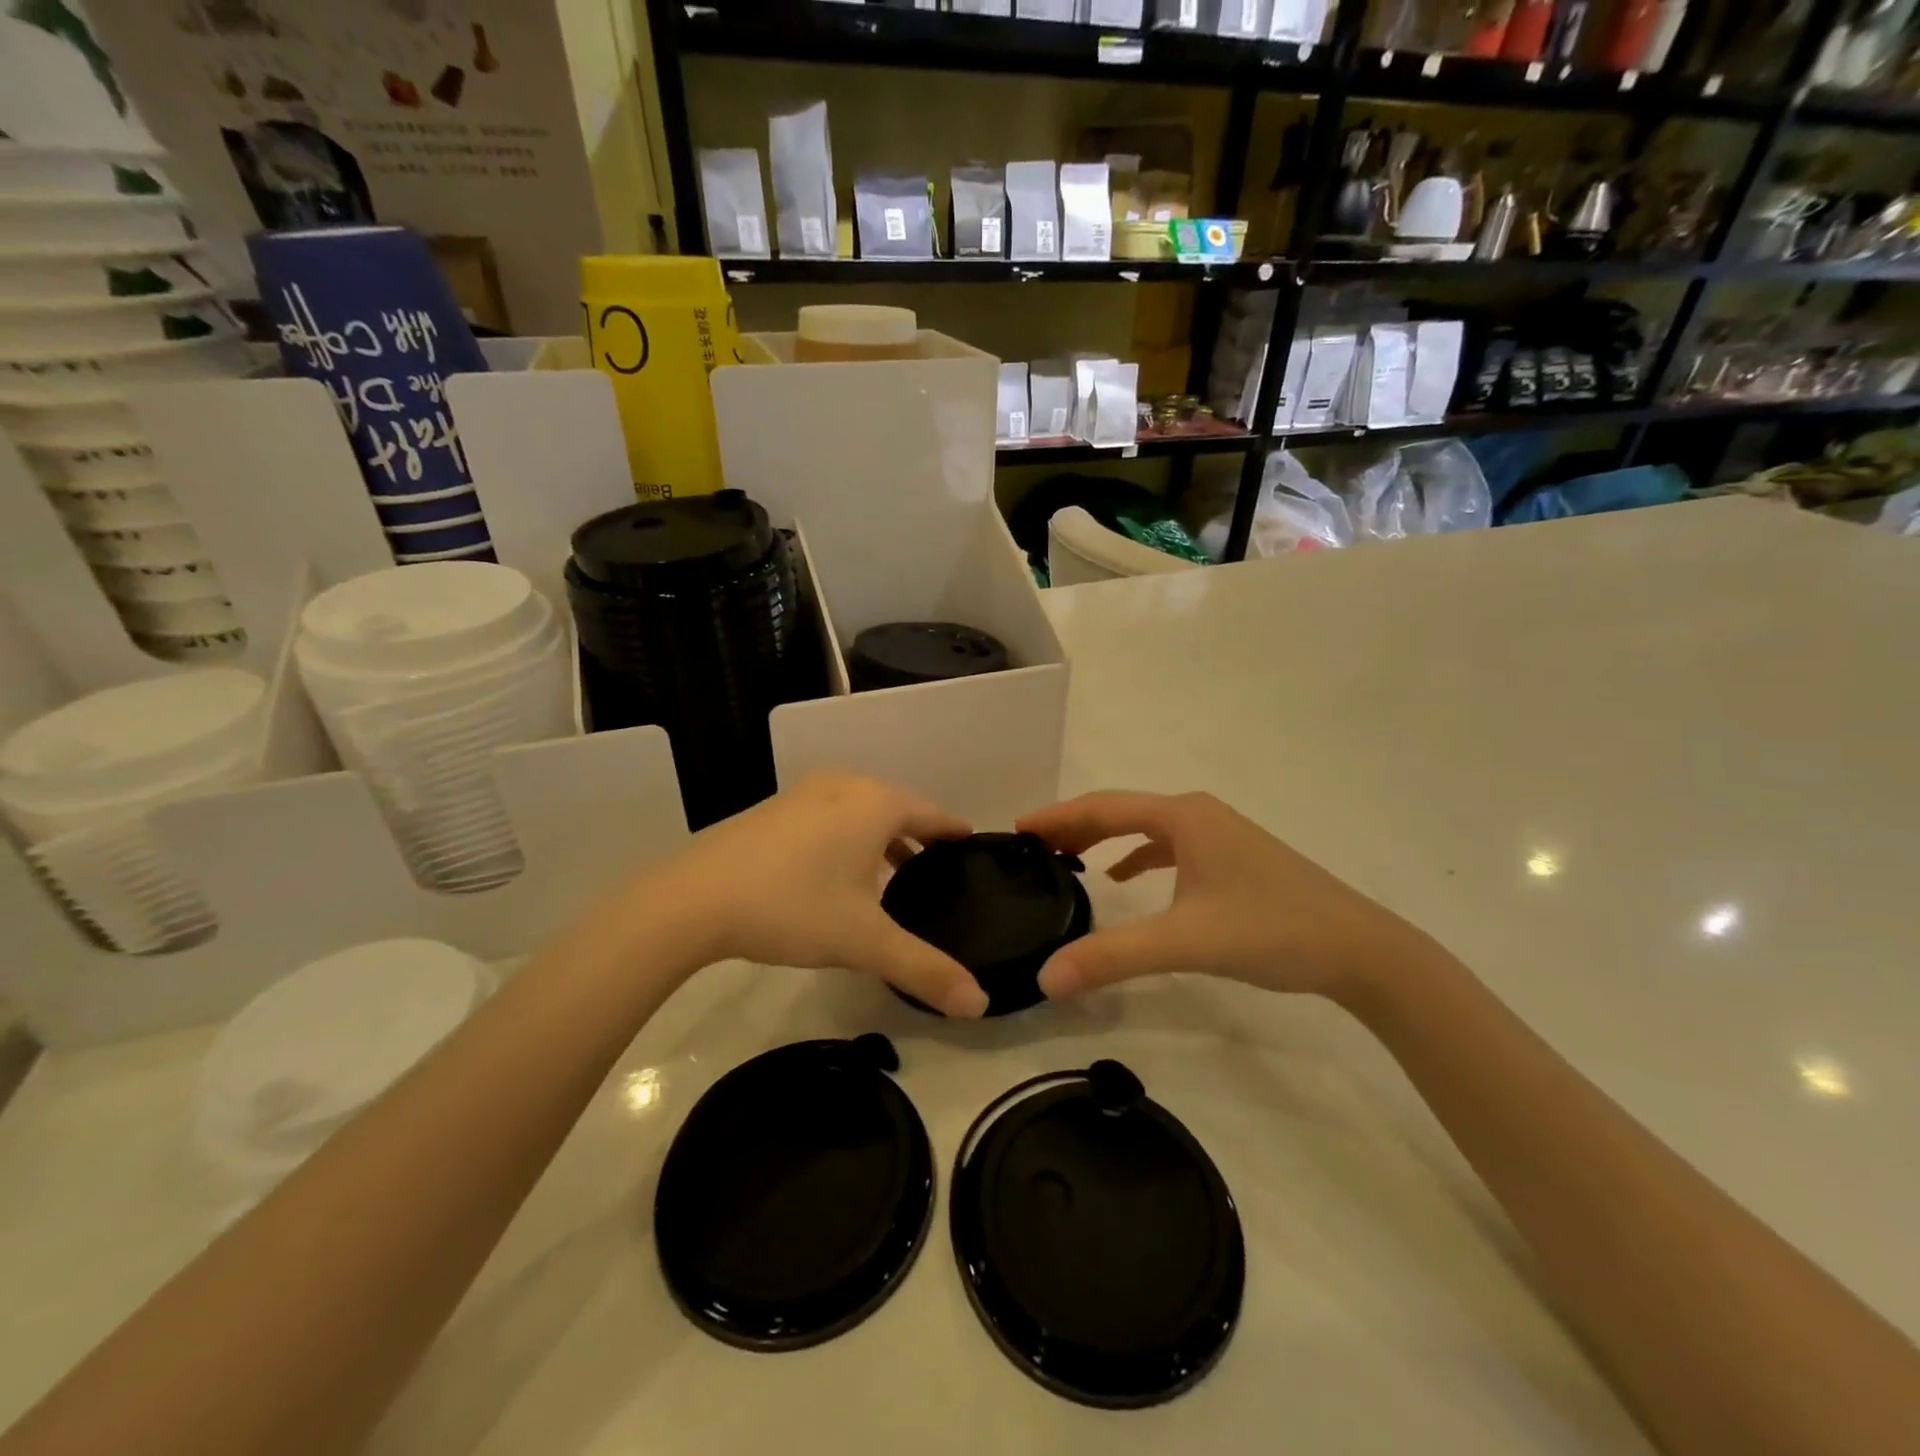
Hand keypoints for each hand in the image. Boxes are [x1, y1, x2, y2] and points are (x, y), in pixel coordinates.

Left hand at [650, 771, 989, 1017]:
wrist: (694, 898)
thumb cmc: (793, 907)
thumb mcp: (865, 941)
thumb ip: (924, 969)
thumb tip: (980, 1003)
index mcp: (875, 804)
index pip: (931, 813)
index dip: (954, 831)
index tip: (971, 844)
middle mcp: (844, 787)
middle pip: (896, 808)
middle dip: (918, 837)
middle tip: (936, 871)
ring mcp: (803, 794)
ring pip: (859, 811)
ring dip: (880, 839)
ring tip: (892, 878)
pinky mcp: (773, 810)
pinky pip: (828, 816)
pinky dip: (846, 837)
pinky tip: (836, 874)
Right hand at [1015, 790, 1433, 1003]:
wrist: (1359, 949)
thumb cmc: (1270, 929)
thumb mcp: (1185, 942)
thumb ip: (1113, 957)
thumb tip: (1045, 977)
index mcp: (1183, 816)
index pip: (1103, 807)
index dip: (1057, 816)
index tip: (1016, 827)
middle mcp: (1198, 814)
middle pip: (1121, 811)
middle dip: (1074, 827)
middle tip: (1030, 847)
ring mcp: (1219, 834)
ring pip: (1145, 829)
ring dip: (1103, 839)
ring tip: (1065, 859)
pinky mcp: (1231, 859)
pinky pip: (1169, 848)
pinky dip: (1137, 858)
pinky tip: (1123, 880)